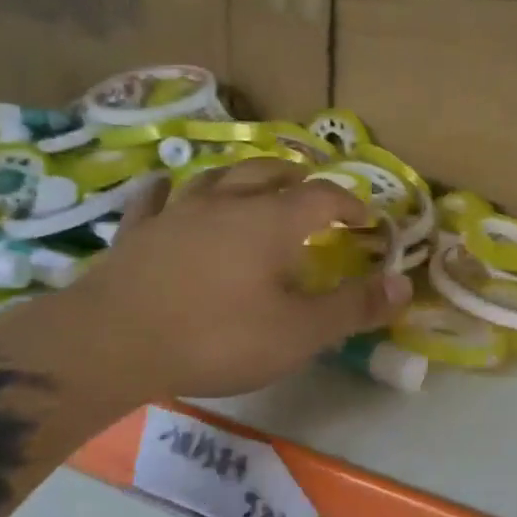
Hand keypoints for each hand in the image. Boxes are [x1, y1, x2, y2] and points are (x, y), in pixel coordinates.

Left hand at [19, 159, 411, 410]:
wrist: (112, 343)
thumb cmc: (217, 336)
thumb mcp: (299, 332)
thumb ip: (354, 307)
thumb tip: (405, 284)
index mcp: (271, 221)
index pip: (323, 197)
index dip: (350, 204)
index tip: (367, 220)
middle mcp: (227, 203)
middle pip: (270, 173)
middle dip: (299, 179)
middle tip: (314, 193)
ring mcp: (177, 213)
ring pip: (216, 177)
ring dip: (243, 176)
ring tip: (255, 183)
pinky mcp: (137, 233)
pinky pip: (155, 200)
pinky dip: (169, 193)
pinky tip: (166, 189)